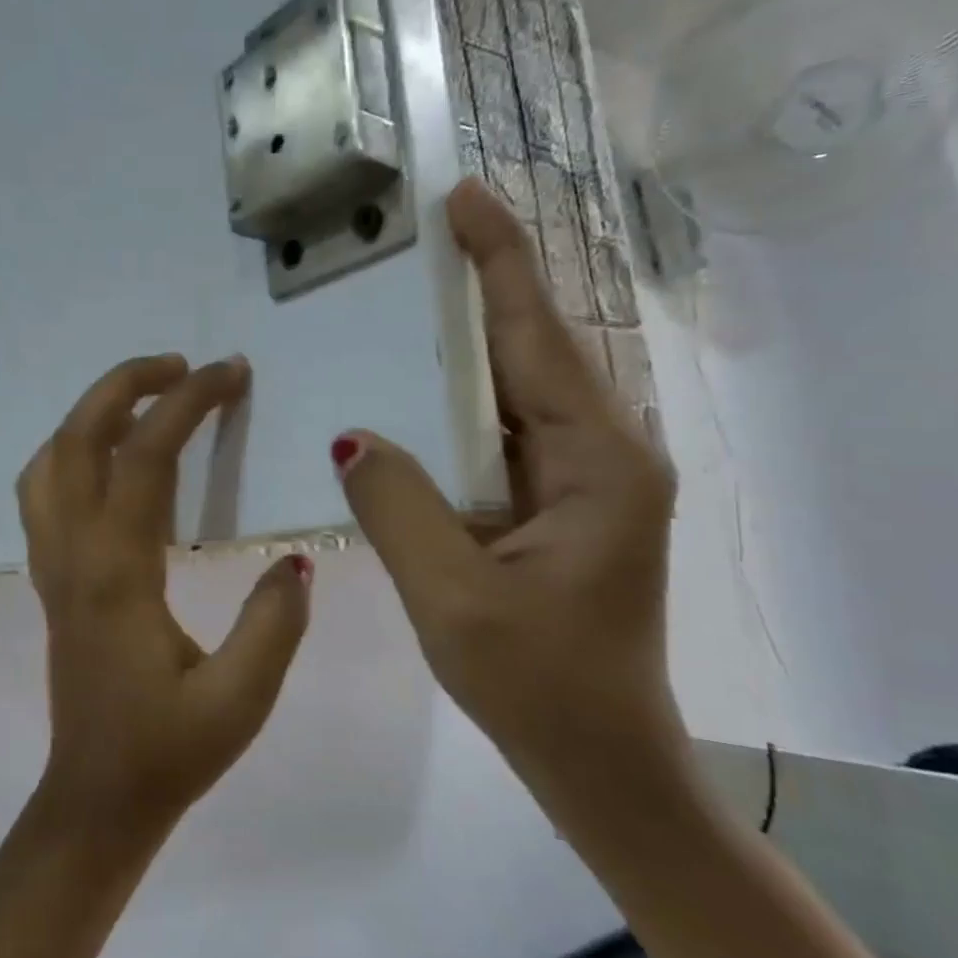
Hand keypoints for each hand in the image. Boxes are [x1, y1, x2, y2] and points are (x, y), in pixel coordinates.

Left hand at [19, 354, 312, 841]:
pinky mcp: (53, 579)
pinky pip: (45, 491)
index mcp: (118, 574)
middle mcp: (74, 555)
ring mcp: (54, 565)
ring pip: (49, 461)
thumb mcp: (240, 700)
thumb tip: (296, 561)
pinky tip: (111, 458)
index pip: (145, 458)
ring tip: (146, 398)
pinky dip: (72, 450)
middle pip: (77, 439)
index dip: (188, 403)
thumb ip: (274, 624)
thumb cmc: (168, 753)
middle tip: (183, 365)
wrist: (95, 802)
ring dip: (92, 414)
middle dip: (126, 384)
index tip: (230, 372)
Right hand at [333, 177, 685, 817]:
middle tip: (425, 235)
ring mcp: (586, 480)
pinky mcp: (563, 504)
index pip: (537, 339)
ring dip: (472, 342)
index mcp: (596, 463)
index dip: (500, 263)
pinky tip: (421, 391)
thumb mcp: (454, 597)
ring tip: (414, 298)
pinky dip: (463, 403)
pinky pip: (505, 432)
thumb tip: (353, 434)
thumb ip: (399, 506)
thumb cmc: (539, 686)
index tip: (465, 198)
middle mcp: (604, 454)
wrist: (601, 759)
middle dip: (484, 287)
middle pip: (534, 351)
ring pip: (519, 390)